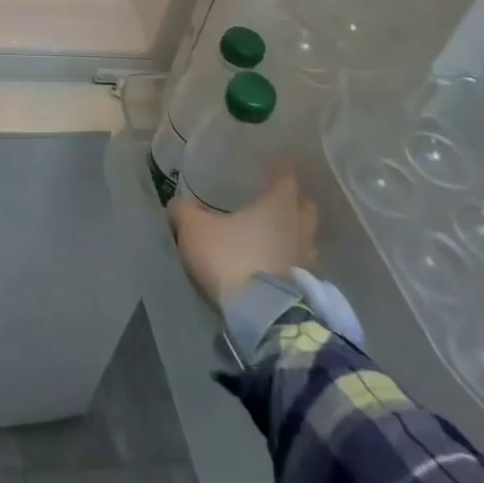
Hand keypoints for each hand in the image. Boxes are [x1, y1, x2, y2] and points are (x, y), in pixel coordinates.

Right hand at [169, 170, 317, 309]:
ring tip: (275, 235)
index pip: (287, 179)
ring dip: (294, 235)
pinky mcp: (305, 289)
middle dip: (294, 203)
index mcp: (278, 205)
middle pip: (305, 208)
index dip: (280, 171)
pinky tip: (274, 264)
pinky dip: (290, 261)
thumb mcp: (195, 229)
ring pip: (306, 238)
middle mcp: (298, 228)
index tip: (271, 167)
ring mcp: (306, 260)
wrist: (259, 315)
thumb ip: (184, 211)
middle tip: (275, 201)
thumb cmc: (230, 257)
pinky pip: (301, 266)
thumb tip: (177, 204)